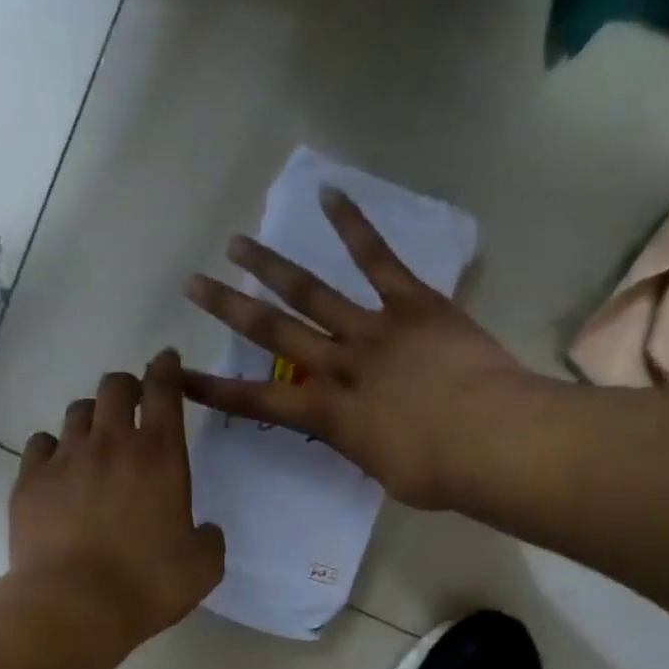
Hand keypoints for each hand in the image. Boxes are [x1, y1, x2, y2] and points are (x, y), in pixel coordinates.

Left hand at [10, 351, 225, 645]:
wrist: (75, 604)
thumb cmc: (147, 583)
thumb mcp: (203, 567)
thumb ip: (209, 539)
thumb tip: (205, 530)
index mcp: (160, 455)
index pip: (164, 390)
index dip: (167, 369)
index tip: (167, 360)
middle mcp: (112, 443)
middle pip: (115, 387)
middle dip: (127, 386)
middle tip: (132, 401)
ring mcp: (66, 458)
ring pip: (77, 412)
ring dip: (92, 417)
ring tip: (96, 438)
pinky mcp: (30, 481)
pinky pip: (40, 444)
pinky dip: (53, 448)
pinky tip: (58, 467)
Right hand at [182, 187, 538, 509]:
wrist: (490, 439)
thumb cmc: (437, 473)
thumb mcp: (384, 471)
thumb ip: (364, 444)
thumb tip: (367, 431)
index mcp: (328, 416)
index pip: (257, 403)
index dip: (214, 390)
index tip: (178, 374)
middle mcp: (338, 366)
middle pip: (272, 334)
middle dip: (229, 310)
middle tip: (194, 285)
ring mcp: (373, 330)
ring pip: (311, 292)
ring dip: (270, 267)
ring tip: (237, 244)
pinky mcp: (412, 304)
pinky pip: (378, 260)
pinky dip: (354, 227)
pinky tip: (329, 195)